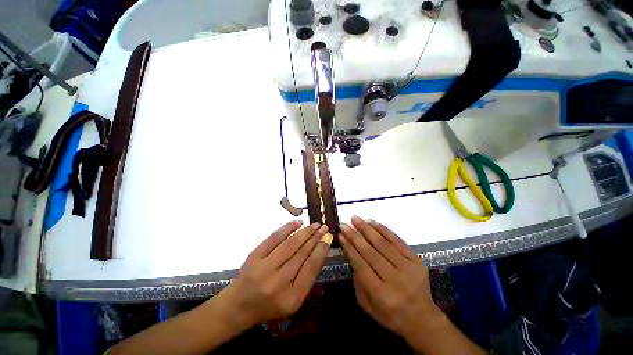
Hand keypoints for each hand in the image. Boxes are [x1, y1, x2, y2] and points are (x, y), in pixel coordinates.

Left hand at [214, 221, 331, 330]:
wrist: (238, 306)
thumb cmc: (270, 305)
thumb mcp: (293, 299)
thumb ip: (307, 276)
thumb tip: (320, 249)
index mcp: (292, 298)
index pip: (311, 268)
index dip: (321, 249)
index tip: (328, 237)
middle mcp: (278, 284)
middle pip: (302, 253)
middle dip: (316, 237)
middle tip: (324, 227)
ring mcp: (264, 268)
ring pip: (290, 244)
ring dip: (305, 232)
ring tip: (315, 225)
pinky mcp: (254, 257)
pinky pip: (274, 238)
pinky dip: (287, 228)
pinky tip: (297, 223)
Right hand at [339, 217, 441, 341]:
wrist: (422, 318)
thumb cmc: (390, 315)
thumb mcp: (367, 305)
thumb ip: (357, 280)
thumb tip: (350, 252)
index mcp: (381, 295)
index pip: (361, 265)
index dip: (349, 248)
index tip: (340, 235)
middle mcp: (395, 280)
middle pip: (370, 252)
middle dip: (354, 235)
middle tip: (344, 224)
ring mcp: (408, 268)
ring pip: (383, 243)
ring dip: (367, 228)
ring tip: (355, 218)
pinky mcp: (416, 260)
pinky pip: (397, 241)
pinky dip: (383, 230)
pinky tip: (372, 222)